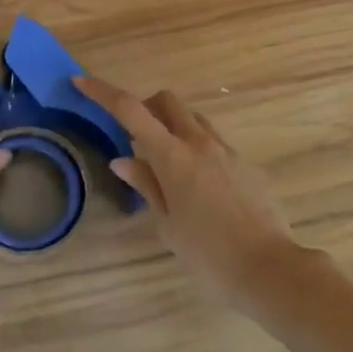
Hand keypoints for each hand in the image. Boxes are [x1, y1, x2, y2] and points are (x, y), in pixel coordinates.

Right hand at [76, 77, 303, 311]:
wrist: (270, 270)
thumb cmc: (209, 255)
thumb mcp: (168, 226)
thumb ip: (147, 186)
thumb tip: (123, 160)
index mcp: (173, 156)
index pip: (131, 110)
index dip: (103, 92)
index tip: (82, 82)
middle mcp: (199, 142)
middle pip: (166, 101)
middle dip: (145, 106)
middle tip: (133, 135)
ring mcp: (225, 150)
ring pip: (192, 118)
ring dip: (172, 125)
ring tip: (165, 163)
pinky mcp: (245, 163)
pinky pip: (212, 141)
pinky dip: (195, 146)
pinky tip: (196, 184)